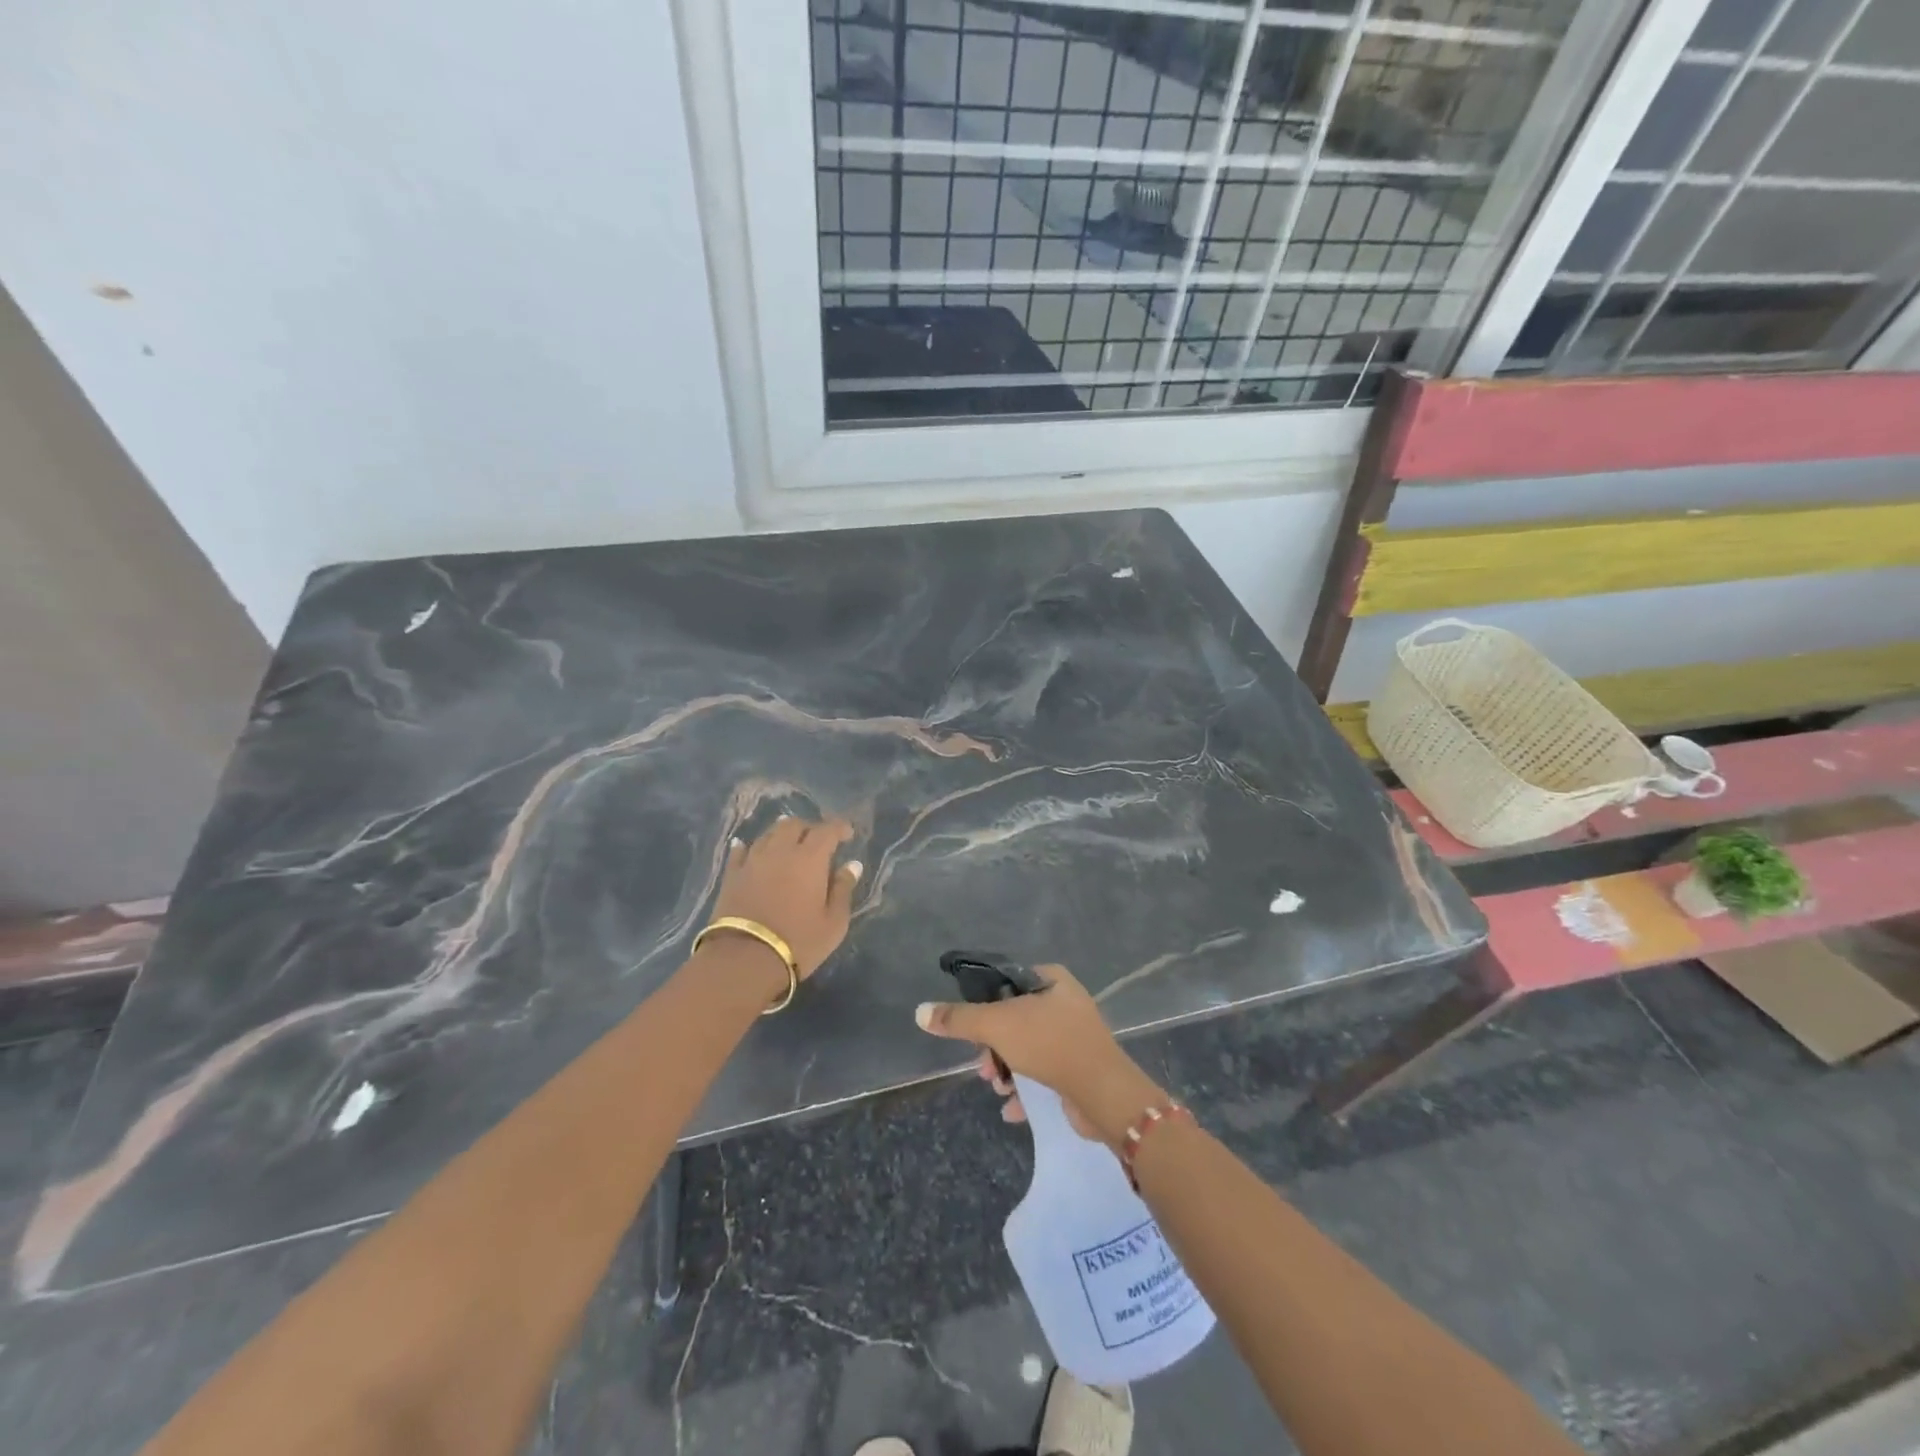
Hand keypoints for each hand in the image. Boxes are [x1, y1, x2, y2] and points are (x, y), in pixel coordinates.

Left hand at [708, 816, 861, 981]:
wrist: (744, 959)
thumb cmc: (799, 942)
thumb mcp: (833, 922)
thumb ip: (843, 889)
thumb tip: (852, 864)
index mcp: (810, 858)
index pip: (827, 830)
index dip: (839, 828)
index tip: (848, 834)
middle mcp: (780, 851)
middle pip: (794, 825)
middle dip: (809, 828)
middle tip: (817, 841)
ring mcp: (753, 861)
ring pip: (768, 834)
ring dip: (781, 834)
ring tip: (789, 842)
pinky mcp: (732, 875)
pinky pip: (740, 852)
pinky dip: (748, 846)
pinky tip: (747, 847)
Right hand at [914, 964, 1164, 1147]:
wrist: (1103, 1094)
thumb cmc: (1050, 1044)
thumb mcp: (997, 1026)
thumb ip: (959, 1019)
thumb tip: (920, 1012)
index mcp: (1051, 979)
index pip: (1007, 982)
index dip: (985, 1003)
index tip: (972, 1028)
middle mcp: (1065, 1002)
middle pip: (1014, 1018)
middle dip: (993, 1046)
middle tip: (984, 1067)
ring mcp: (1075, 1036)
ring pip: (1027, 1047)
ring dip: (1007, 1069)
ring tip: (999, 1088)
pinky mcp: (1079, 1068)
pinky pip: (1044, 1072)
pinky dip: (1026, 1089)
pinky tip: (1013, 1109)